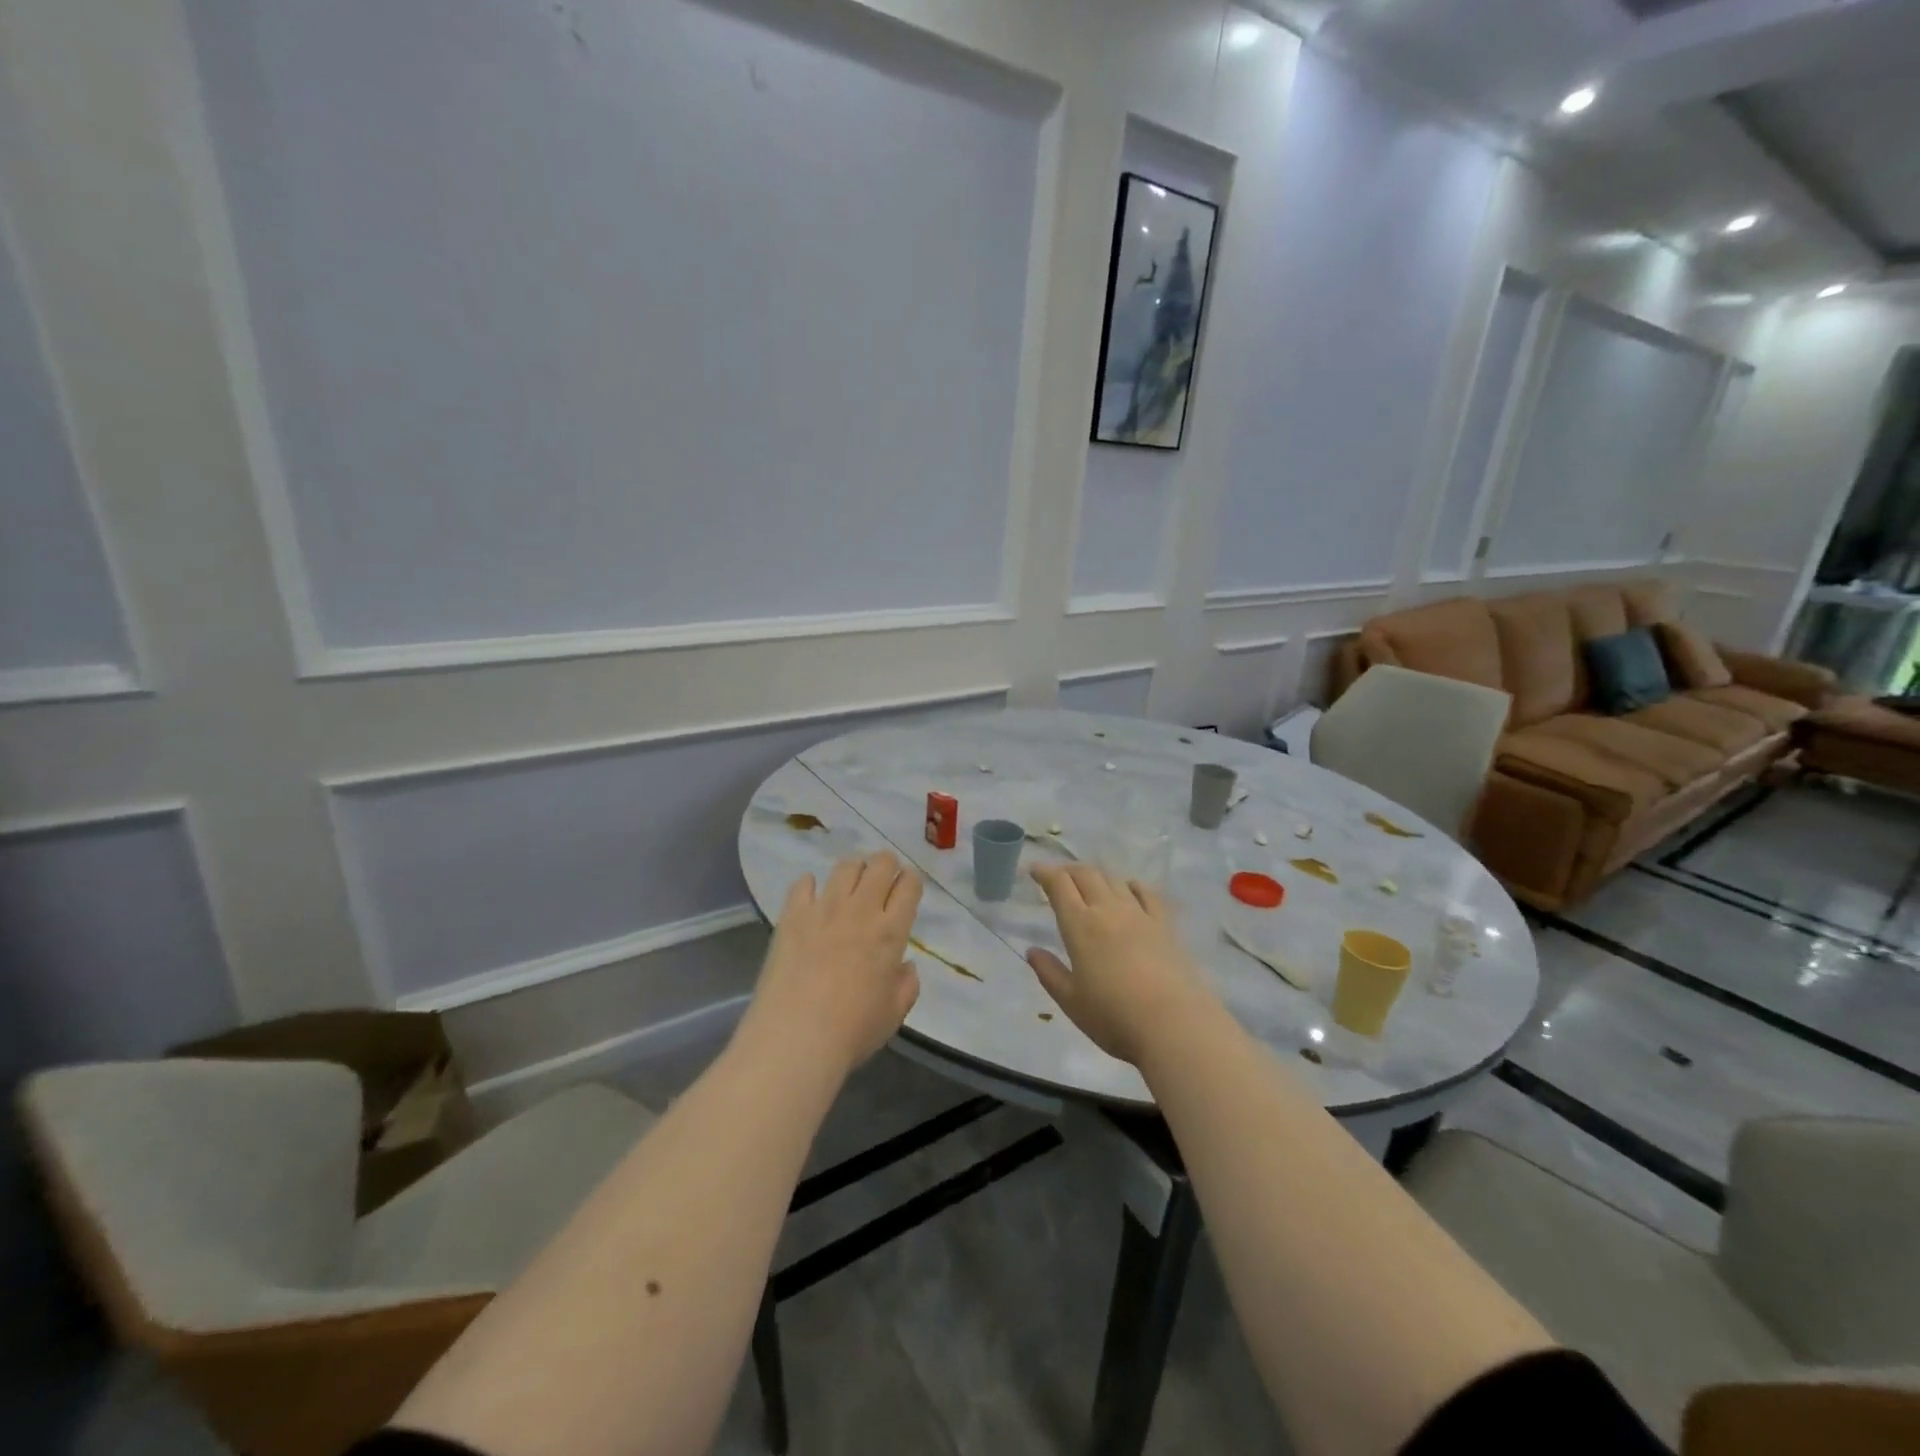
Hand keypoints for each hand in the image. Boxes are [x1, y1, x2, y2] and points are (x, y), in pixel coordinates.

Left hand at [742, 852, 922, 1078]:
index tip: (907, 889)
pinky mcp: (792, 915)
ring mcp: (824, 909)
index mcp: (891, 932)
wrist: (795, 1038)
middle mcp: (860, 910)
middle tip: (882, 881)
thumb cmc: (852, 1031)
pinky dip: (810, 884)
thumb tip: (904, 966)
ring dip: (854, 869)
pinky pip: (803, 883)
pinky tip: (812, 897)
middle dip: (887, 865)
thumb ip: (906, 984)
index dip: (911, 881)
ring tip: (851, 884)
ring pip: (846, 866)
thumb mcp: (895, 1013)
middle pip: (881, 864)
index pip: (909, 886)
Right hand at [1026, 864, 1212, 1066]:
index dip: (1045, 873)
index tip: (1034, 870)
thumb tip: (1031, 951)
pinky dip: (1133, 885)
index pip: (1059, 885)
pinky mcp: (1165, 925)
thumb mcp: (1071, 1001)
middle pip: (1087, 875)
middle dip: (1069, 870)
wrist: (1174, 1025)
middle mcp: (1108, 910)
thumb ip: (1049, 973)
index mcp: (1080, 926)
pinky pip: (1147, 894)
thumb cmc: (1114, 1017)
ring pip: (1115, 880)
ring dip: (1098, 876)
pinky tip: (1131, 888)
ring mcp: (1140, 915)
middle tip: (1058, 875)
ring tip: (1090, 882)